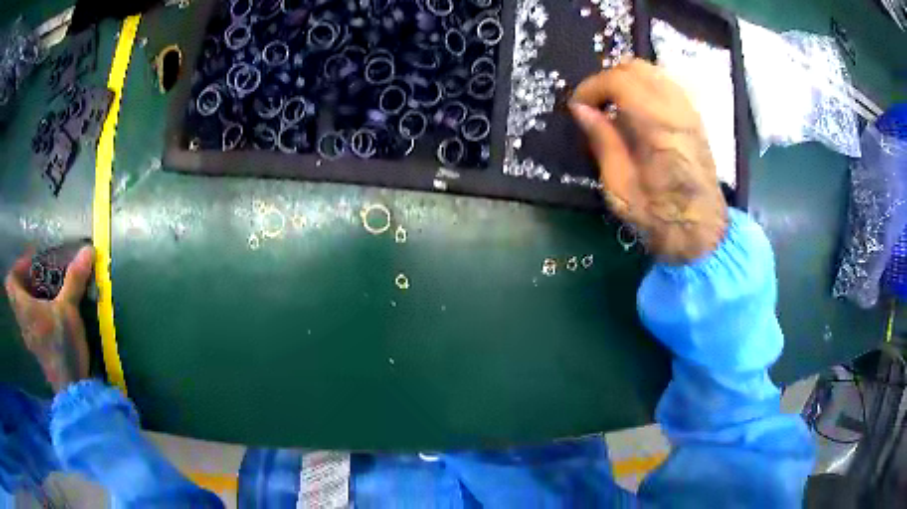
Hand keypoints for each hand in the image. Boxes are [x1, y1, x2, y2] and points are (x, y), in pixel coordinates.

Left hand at [5, 247, 93, 392]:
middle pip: (18, 294)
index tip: (32, 264)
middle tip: (44, 274)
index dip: (18, 267)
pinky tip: (55, 313)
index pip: (10, 282)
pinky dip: (40, 312)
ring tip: (52, 291)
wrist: (73, 390)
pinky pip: (33, 322)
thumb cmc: (64, 347)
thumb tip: (88, 249)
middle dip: (29, 280)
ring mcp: (31, 338)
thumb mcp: (69, 309)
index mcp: (24, 308)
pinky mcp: (40, 349)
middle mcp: (23, 322)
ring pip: (26, 310)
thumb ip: (74, 279)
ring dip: (35, 297)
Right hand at [569, 59, 727, 263]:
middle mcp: (676, 110)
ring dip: (628, 80)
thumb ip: (602, 139)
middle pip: (637, 67)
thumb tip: (580, 109)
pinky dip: (646, 87)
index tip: (578, 107)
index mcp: (656, 126)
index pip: (619, 80)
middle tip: (595, 104)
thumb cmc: (657, 215)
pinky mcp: (695, 118)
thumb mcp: (619, 185)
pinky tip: (638, 111)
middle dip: (609, 78)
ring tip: (614, 106)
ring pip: (654, 72)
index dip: (592, 87)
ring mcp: (689, 111)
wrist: (701, 231)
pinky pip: (667, 85)